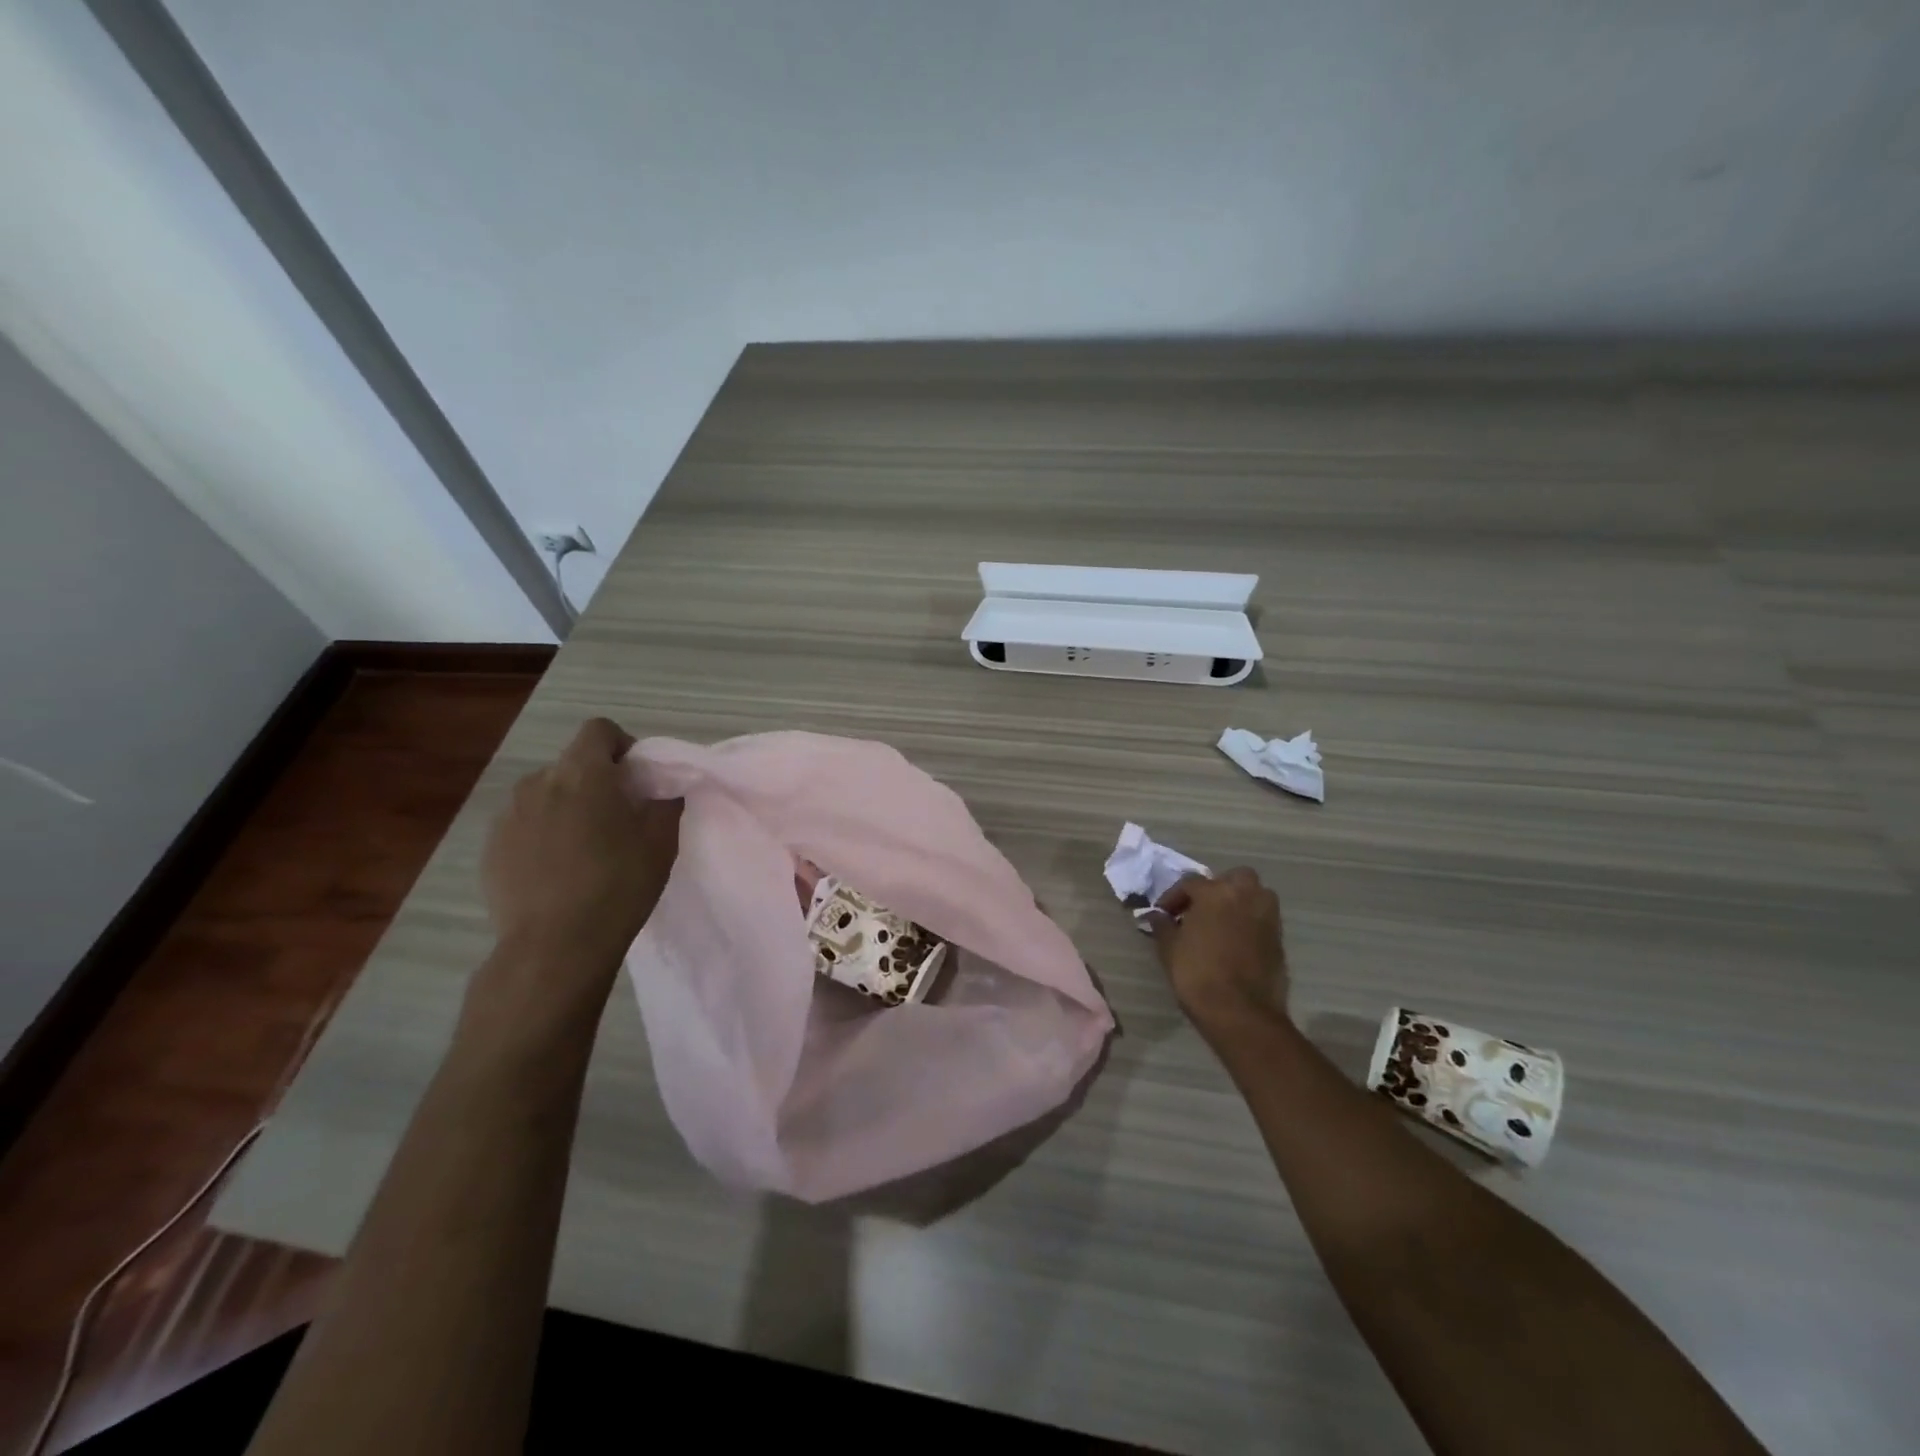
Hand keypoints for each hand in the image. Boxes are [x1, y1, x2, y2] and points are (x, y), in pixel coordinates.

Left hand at [481, 718, 681, 986]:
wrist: (554, 946)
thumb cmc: (618, 885)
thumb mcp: (661, 842)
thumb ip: (665, 803)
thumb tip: (664, 788)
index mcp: (583, 773)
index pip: (598, 730)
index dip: (621, 745)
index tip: (636, 777)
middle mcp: (539, 782)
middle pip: (571, 764)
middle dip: (595, 781)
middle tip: (617, 817)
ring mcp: (508, 816)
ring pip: (545, 795)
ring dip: (566, 807)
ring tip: (584, 847)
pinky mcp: (490, 848)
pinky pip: (524, 826)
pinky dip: (542, 835)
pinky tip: (556, 871)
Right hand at [1148, 868, 1287, 1039]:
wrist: (1241, 1013)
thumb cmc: (1198, 974)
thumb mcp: (1169, 949)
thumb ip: (1163, 926)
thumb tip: (1156, 916)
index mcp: (1215, 893)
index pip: (1190, 883)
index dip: (1173, 897)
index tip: (1163, 914)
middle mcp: (1246, 896)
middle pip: (1235, 878)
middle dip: (1218, 888)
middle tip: (1200, 909)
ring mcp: (1267, 918)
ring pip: (1255, 896)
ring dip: (1239, 902)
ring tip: (1219, 924)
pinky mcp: (1279, 940)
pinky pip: (1262, 920)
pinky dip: (1250, 924)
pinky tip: (1234, 943)